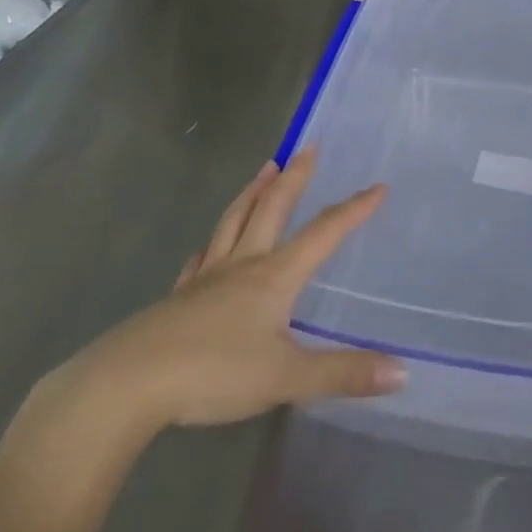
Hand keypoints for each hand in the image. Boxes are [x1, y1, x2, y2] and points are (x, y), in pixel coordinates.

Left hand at [26, 148, 404, 461]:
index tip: (377, 186)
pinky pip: (199, 260)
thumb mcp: (286, 377)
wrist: (129, 383)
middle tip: (307, 147)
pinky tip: (206, 249)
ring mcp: (205, 279)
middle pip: (271, 209)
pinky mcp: (177, 299)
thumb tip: (402, 371)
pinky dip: (211, 245)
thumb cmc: (214, 373)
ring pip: (234, 222)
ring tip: (265, 169)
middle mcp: (242, 266)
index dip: (353, 210)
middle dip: (294, 178)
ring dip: (253, 193)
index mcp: (273, 277)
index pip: (322, 234)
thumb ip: (343, 373)